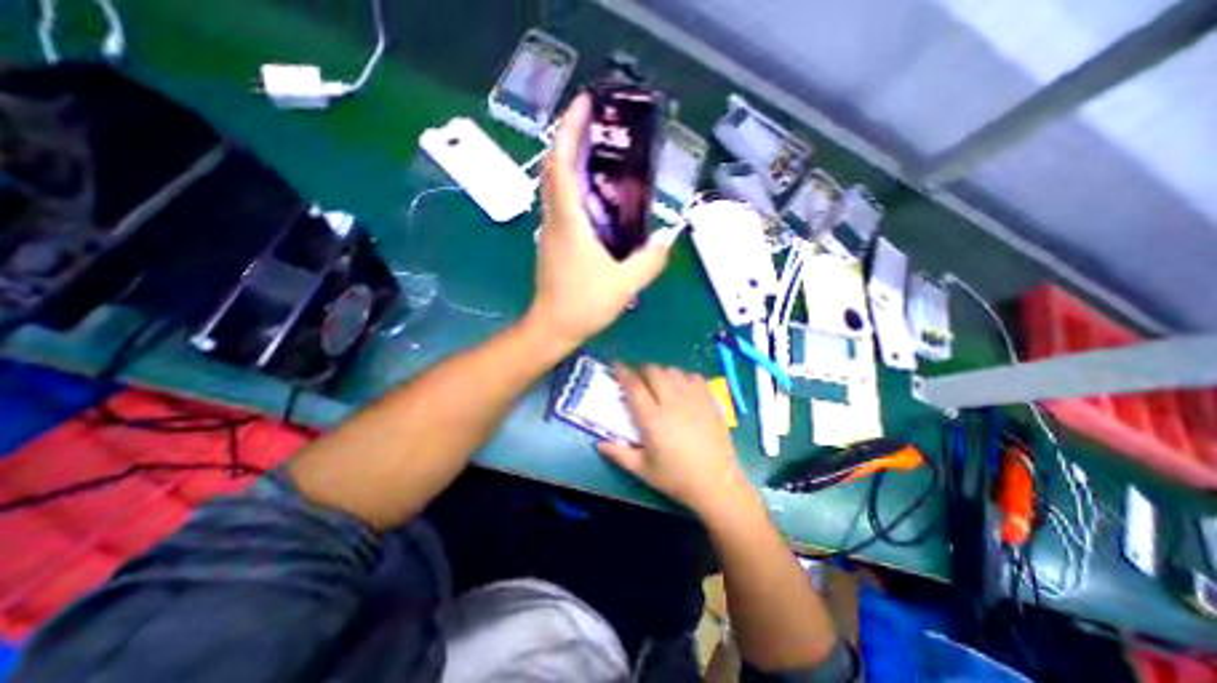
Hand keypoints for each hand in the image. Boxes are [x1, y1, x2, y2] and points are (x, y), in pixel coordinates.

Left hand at [526, 94, 678, 347]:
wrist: (553, 327)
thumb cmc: (584, 304)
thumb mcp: (625, 285)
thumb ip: (649, 261)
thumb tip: (666, 239)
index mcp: (569, 222)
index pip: (561, 165)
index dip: (569, 131)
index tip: (583, 103)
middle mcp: (555, 220)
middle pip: (554, 169)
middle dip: (570, 138)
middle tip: (596, 122)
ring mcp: (551, 231)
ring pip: (556, 187)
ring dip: (572, 163)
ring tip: (600, 153)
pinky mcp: (554, 243)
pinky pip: (562, 206)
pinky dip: (575, 189)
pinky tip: (597, 196)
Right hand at [597, 362, 753, 516]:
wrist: (717, 483)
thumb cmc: (677, 478)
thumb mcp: (643, 470)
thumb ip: (619, 454)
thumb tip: (599, 444)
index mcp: (653, 419)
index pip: (634, 386)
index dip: (622, 371)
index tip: (616, 363)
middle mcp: (672, 402)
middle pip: (653, 372)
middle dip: (641, 370)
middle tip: (638, 379)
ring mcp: (693, 399)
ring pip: (673, 371)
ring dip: (661, 373)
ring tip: (659, 384)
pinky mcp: (709, 400)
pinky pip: (694, 376)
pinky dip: (683, 377)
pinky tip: (682, 388)